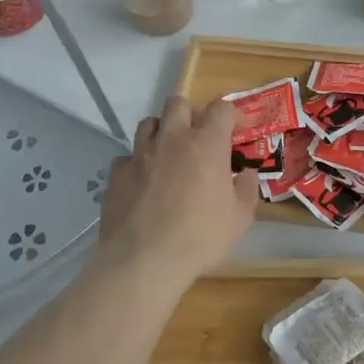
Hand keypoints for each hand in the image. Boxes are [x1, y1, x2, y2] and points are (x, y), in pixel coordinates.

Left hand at [95, 96, 258, 286]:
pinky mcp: (117, 173)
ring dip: (161, 132)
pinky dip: (137, 163)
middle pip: (178, 103)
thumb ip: (247, 190)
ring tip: (168, 154)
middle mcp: (172, 138)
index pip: (221, 108)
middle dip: (190, 113)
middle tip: (197, 136)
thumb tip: (247, 173)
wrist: (144, 260)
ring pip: (148, 123)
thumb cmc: (200, 237)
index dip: (231, 114)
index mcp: (206, 143)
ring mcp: (140, 153)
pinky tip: (142, 182)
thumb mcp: (239, 218)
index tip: (236, 130)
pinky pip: (127, 156)